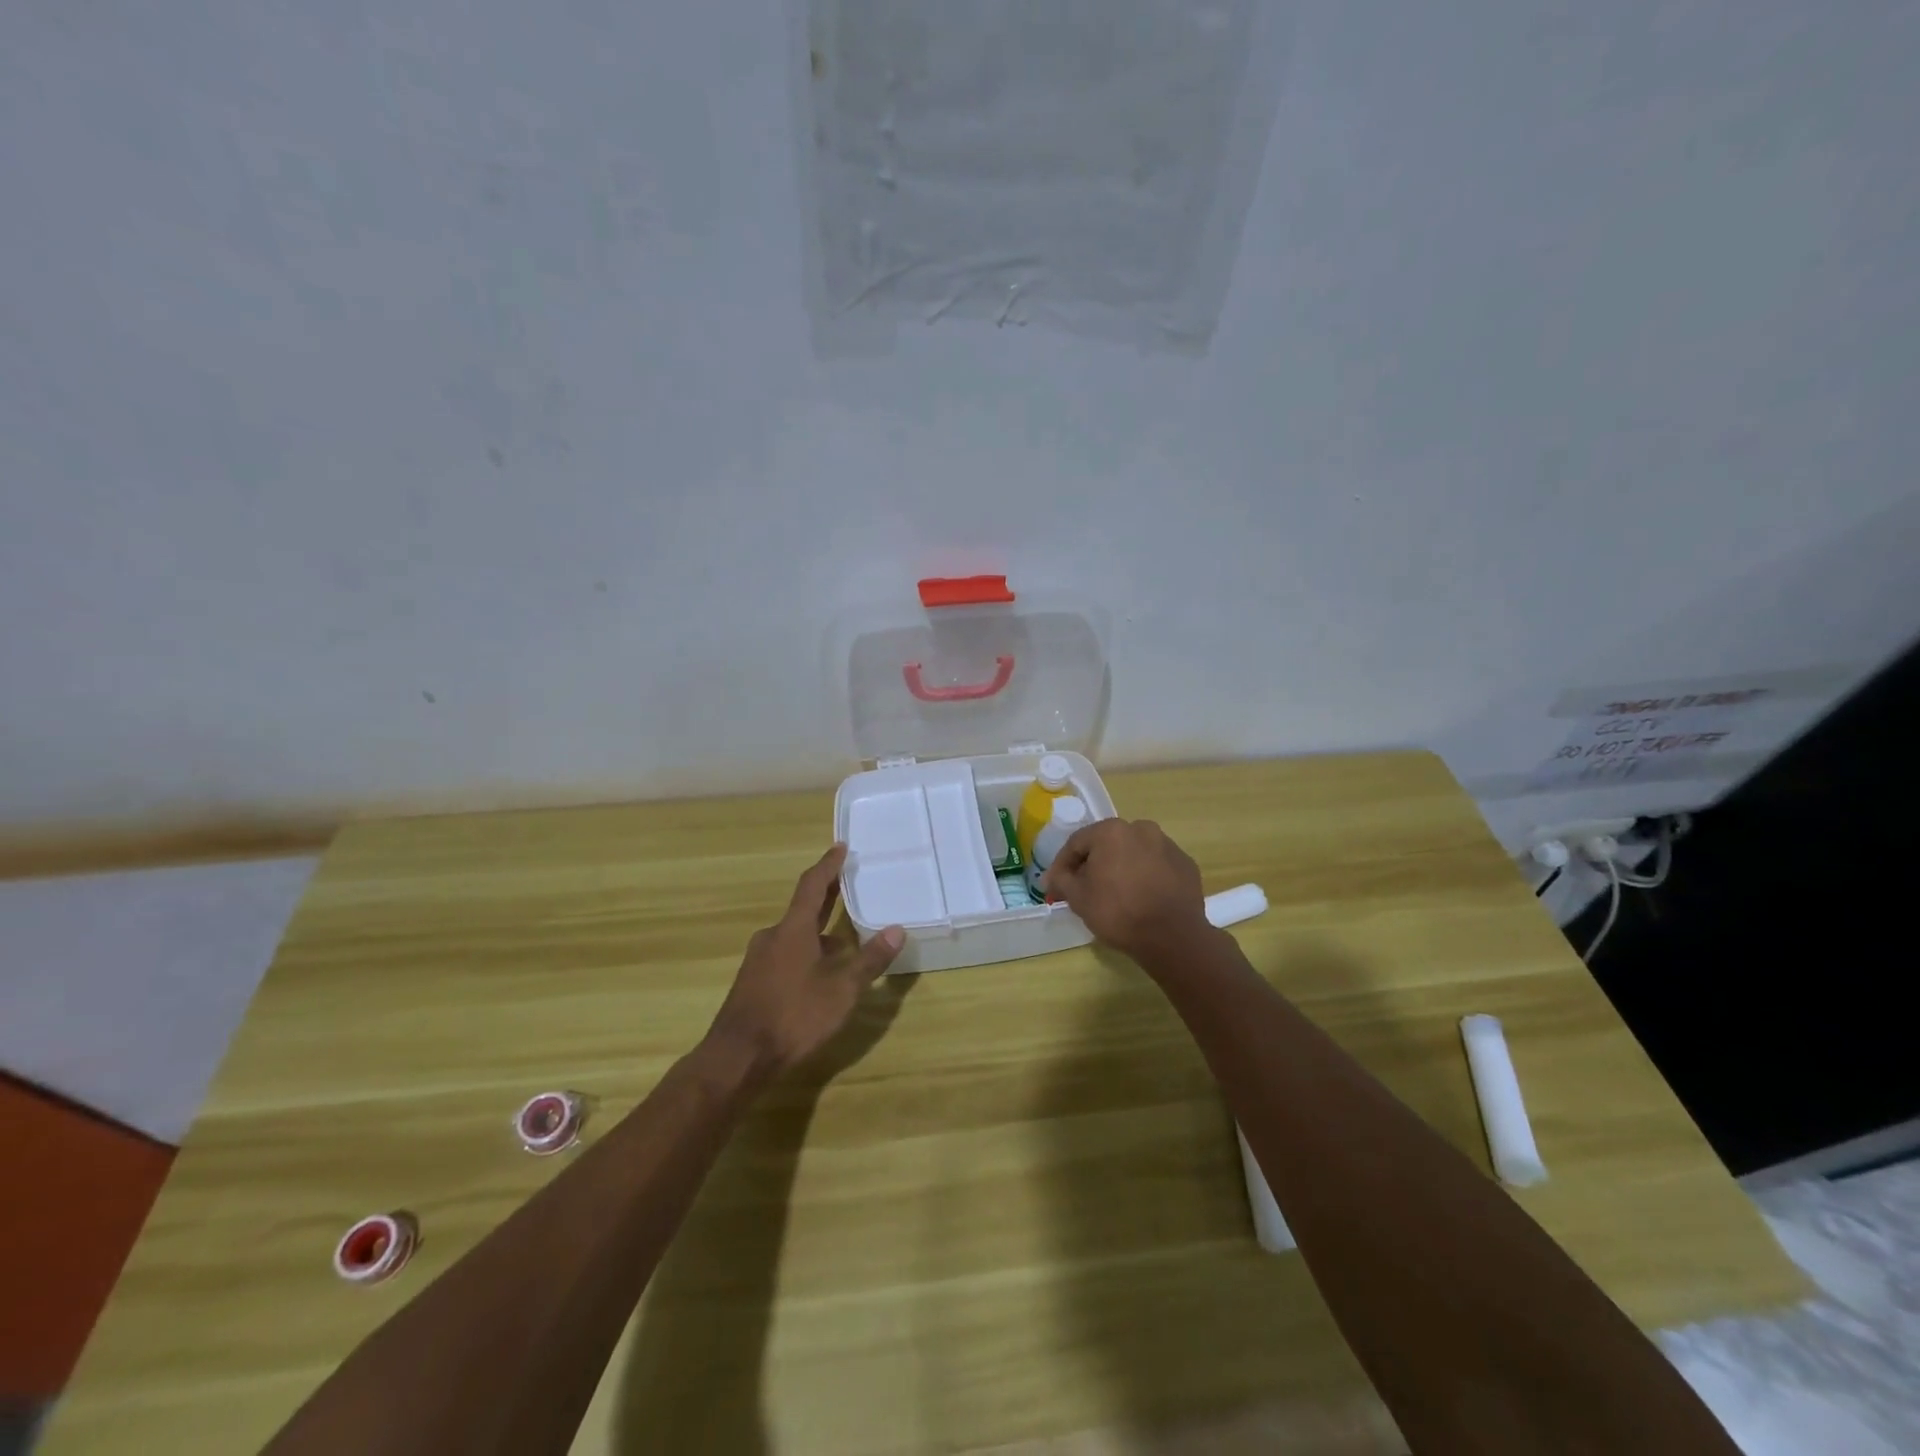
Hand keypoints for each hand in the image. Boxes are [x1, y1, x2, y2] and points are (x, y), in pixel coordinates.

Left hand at [705, 844, 904, 1079]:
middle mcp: (773, 936)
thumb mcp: (841, 990)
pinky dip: (806, 952)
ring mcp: (760, 960)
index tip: (841, 847)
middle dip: (826, 895)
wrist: (738, 1057)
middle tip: (847, 882)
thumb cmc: (794, 1016)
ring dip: (818, 931)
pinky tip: (820, 974)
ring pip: (794, 935)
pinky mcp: (753, 982)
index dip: (828, 865)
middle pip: (803, 907)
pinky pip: (785, 954)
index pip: (812, 885)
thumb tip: (897, 930)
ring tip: (844, 938)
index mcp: (794, 929)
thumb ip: (869, 960)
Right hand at [1041, 818, 1209, 963]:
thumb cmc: (1118, 912)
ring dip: (1121, 868)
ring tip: (1115, 894)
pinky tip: (1141, 898)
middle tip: (1084, 889)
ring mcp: (1167, 845)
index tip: (1055, 885)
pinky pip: (1156, 866)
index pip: (1076, 843)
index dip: (1062, 865)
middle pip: (1106, 845)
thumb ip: (1061, 880)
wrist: (1172, 937)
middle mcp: (1141, 829)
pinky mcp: (1185, 864)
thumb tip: (1051, 877)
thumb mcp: (1078, 898)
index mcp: (1111, 831)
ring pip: (1133, 853)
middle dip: (1093, 864)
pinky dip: (1145, 876)